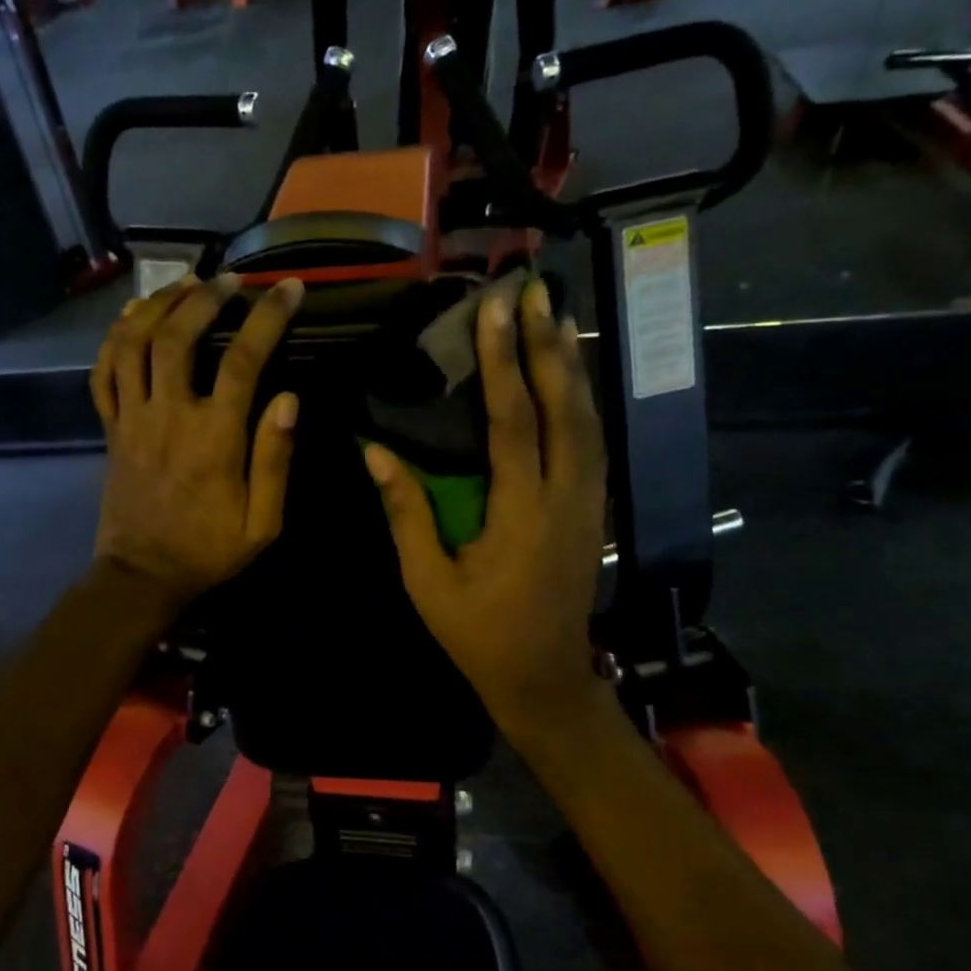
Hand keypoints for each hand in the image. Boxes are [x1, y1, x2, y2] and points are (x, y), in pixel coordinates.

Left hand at [91, 274, 303, 606]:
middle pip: (178, 336)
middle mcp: (169, 415)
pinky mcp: (110, 428)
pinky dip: (115, 338)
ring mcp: (132, 418)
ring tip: (184, 284)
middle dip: (206, 296)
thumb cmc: (208, 551)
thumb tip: (289, 398)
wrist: (142, 576)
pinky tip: (134, 319)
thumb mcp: (262, 523)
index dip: (267, 317)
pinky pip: (103, 372)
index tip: (289, 289)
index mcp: (215, 438)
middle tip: (230, 279)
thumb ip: (275, 459)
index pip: (243, 360)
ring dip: (158, 305)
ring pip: (134, 343)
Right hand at [366, 279, 607, 736]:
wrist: (544, 677)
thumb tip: (376, 454)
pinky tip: (570, 378)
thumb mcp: (428, 581)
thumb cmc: (478, 634)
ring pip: (589, 421)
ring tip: (556, 318)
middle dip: (548, 346)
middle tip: (536, 292)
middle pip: (564, 408)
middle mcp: (565, 498)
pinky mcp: (594, 511)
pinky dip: (582, 401)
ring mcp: (588, 504)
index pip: (513, 422)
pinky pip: (593, 443)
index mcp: (521, 514)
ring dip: (572, 367)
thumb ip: (407, 513)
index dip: (502, 363)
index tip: (494, 311)